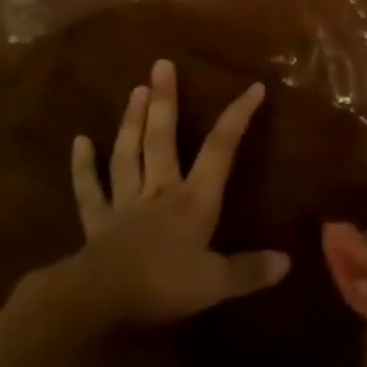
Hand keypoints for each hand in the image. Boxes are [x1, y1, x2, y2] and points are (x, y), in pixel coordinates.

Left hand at [66, 59, 289, 326]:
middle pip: (163, 139)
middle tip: (161, 64)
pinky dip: (83, 167)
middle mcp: (160, 191)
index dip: (237, 117)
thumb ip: (249, 270)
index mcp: (194, 200)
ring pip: (129, 154)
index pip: (220, 150)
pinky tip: (79, 141)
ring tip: (135, 90)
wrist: (99, 302)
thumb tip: (287, 261)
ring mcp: (125, 203)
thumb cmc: (162, 287)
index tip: (253, 87)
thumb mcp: (215, 284)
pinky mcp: (97, 222)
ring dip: (132, 122)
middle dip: (165, 101)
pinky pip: (89, 191)